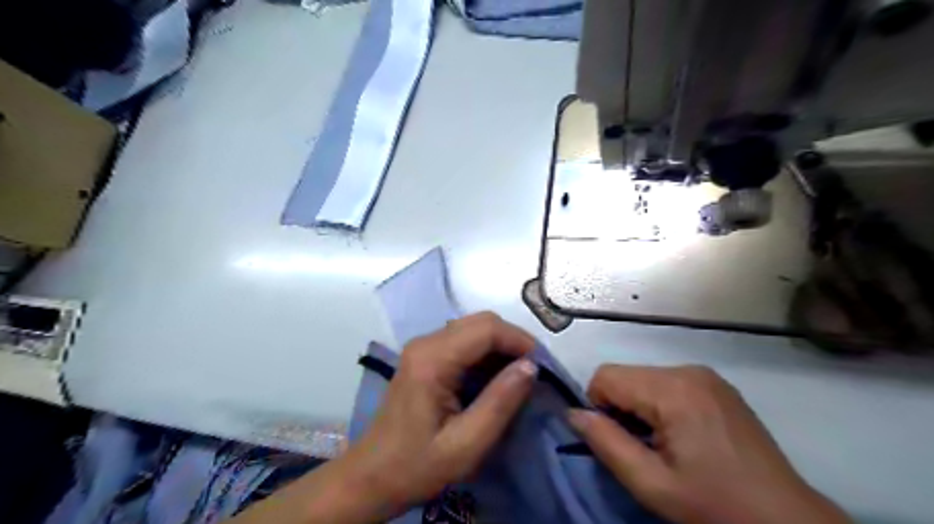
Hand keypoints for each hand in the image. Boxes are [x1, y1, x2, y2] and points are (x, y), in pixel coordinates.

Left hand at [227, 311, 541, 522]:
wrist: (372, 475)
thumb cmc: (417, 465)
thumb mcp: (466, 444)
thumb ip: (500, 402)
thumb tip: (531, 366)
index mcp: (432, 359)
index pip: (487, 329)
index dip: (520, 341)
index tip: (543, 367)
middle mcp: (426, 342)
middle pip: (481, 322)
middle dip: (513, 341)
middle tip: (534, 371)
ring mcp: (423, 347)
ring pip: (474, 328)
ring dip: (501, 346)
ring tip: (519, 376)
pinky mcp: (425, 355)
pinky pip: (464, 341)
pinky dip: (487, 353)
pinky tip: (496, 378)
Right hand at [565, 364, 851, 522]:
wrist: (787, 522)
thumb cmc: (715, 506)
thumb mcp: (651, 484)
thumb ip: (605, 443)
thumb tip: (572, 414)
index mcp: (672, 389)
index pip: (606, 376)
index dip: (598, 407)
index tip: (617, 441)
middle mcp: (688, 370)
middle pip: (626, 375)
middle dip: (620, 408)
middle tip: (642, 448)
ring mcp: (706, 375)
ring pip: (644, 378)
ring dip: (640, 407)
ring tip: (664, 444)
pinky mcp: (716, 384)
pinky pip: (667, 383)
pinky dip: (660, 404)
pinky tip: (682, 435)